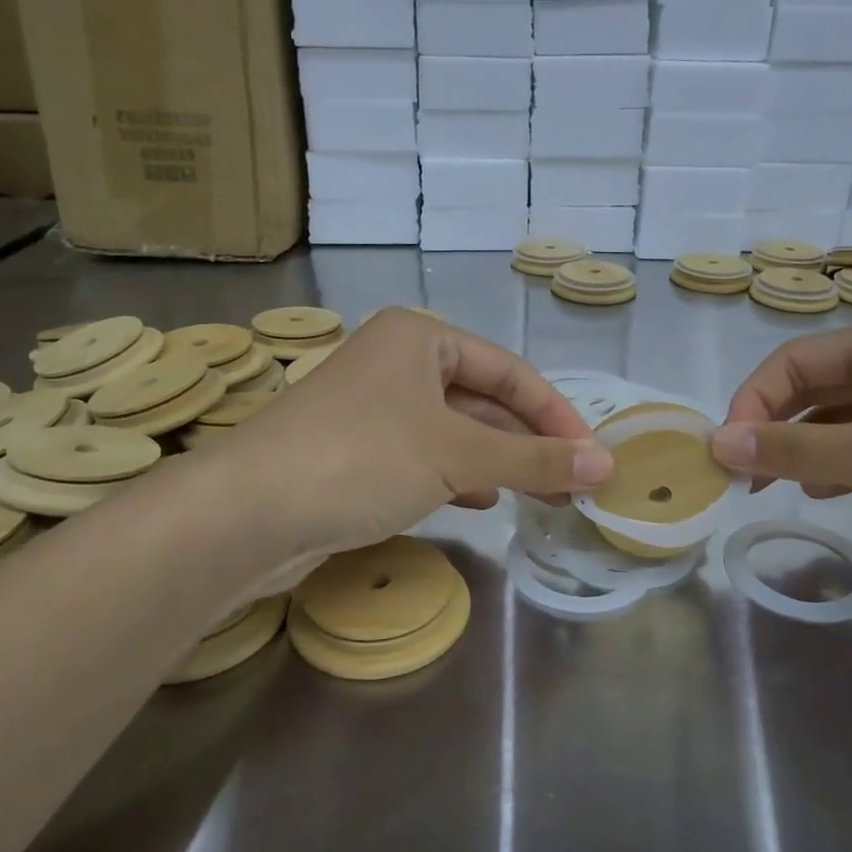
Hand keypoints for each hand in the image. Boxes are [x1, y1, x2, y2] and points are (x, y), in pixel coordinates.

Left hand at [208, 309, 612, 561]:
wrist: (244, 514)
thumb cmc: (361, 458)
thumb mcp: (458, 454)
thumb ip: (534, 459)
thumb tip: (606, 466)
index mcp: (419, 337)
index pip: (509, 370)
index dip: (556, 415)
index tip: (593, 459)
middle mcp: (395, 362)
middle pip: (483, 400)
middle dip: (529, 443)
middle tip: (575, 485)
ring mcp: (373, 409)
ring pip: (455, 432)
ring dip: (500, 463)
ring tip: (544, 497)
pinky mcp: (355, 452)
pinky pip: (425, 457)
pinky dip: (460, 476)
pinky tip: (485, 502)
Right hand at [712, 313, 851, 583]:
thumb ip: (799, 448)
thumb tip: (718, 442)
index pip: (792, 361)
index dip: (751, 402)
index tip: (728, 455)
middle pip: (814, 385)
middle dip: (773, 426)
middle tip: (744, 477)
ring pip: (842, 417)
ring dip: (804, 447)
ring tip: (776, 488)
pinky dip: (841, 464)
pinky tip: (827, 492)